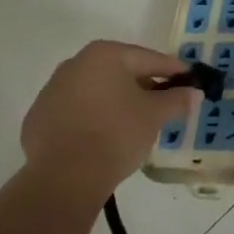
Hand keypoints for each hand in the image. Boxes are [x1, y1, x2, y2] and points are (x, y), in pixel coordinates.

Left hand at [20, 41, 193, 208]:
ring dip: (118, 101)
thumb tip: (194, 92)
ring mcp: (52, 91)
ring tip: (137, 123)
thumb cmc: (116, 134)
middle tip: (166, 103)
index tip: (190, 80)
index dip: (174, 71)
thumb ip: (177, 99)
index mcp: (105, 55)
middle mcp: (75, 64)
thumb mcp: (155, 115)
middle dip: (145, 85)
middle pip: (121, 72)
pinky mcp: (39, 118)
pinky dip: (94, 118)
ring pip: (97, 91)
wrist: (63, 179)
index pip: (150, 59)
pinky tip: (105, 137)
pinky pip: (77, 111)